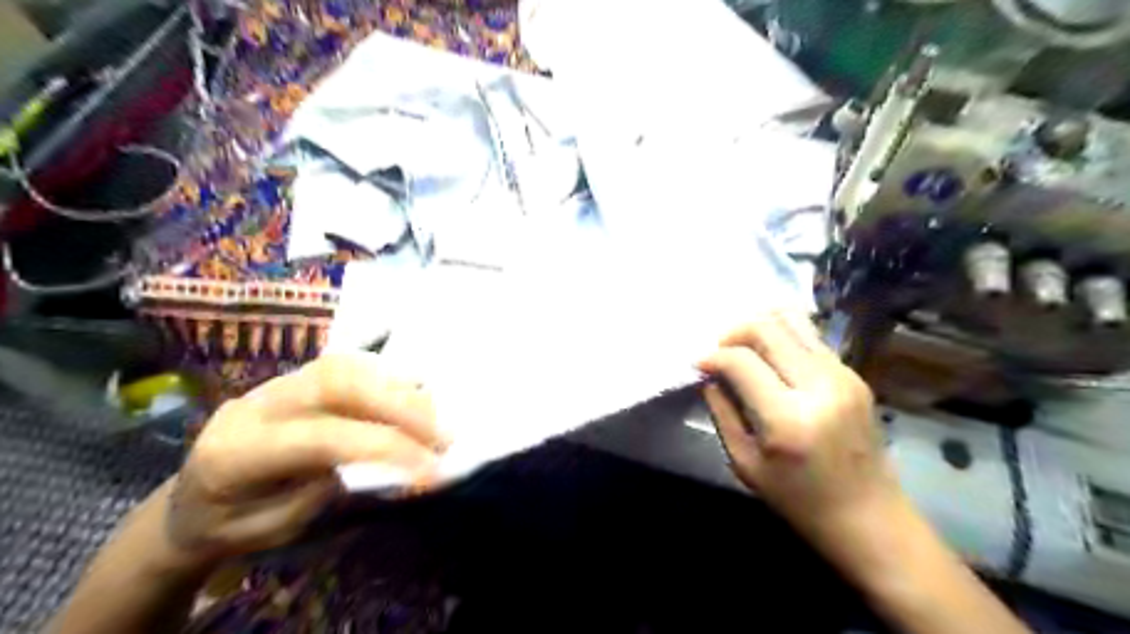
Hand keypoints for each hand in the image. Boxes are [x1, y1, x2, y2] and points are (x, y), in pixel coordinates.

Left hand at [163, 353, 444, 565]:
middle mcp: (257, 403)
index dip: (385, 446)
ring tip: (433, 416)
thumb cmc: (229, 525)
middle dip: (401, 405)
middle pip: (339, 383)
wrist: (187, 500)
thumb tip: (386, 456)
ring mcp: (277, 383)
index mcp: (238, 451)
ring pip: (347, 366)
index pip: (325, 436)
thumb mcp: (275, 528)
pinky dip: (386, 380)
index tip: (431, 467)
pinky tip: (410, 397)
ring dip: (399, 388)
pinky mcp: (297, 377)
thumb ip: (327, 488)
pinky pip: (349, 365)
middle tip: (443, 434)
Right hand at [698, 312, 900, 538]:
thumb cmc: (799, 499)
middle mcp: (820, 386)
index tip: (699, 364)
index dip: (713, 357)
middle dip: (734, 332)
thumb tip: (710, 376)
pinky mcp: (853, 373)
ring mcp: (842, 375)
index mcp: (788, 418)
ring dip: (760, 327)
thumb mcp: (746, 464)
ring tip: (743, 347)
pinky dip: (782, 336)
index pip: (742, 361)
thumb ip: (723, 413)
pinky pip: (810, 337)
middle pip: (768, 328)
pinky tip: (769, 356)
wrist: (868, 515)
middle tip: (719, 351)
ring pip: (793, 321)